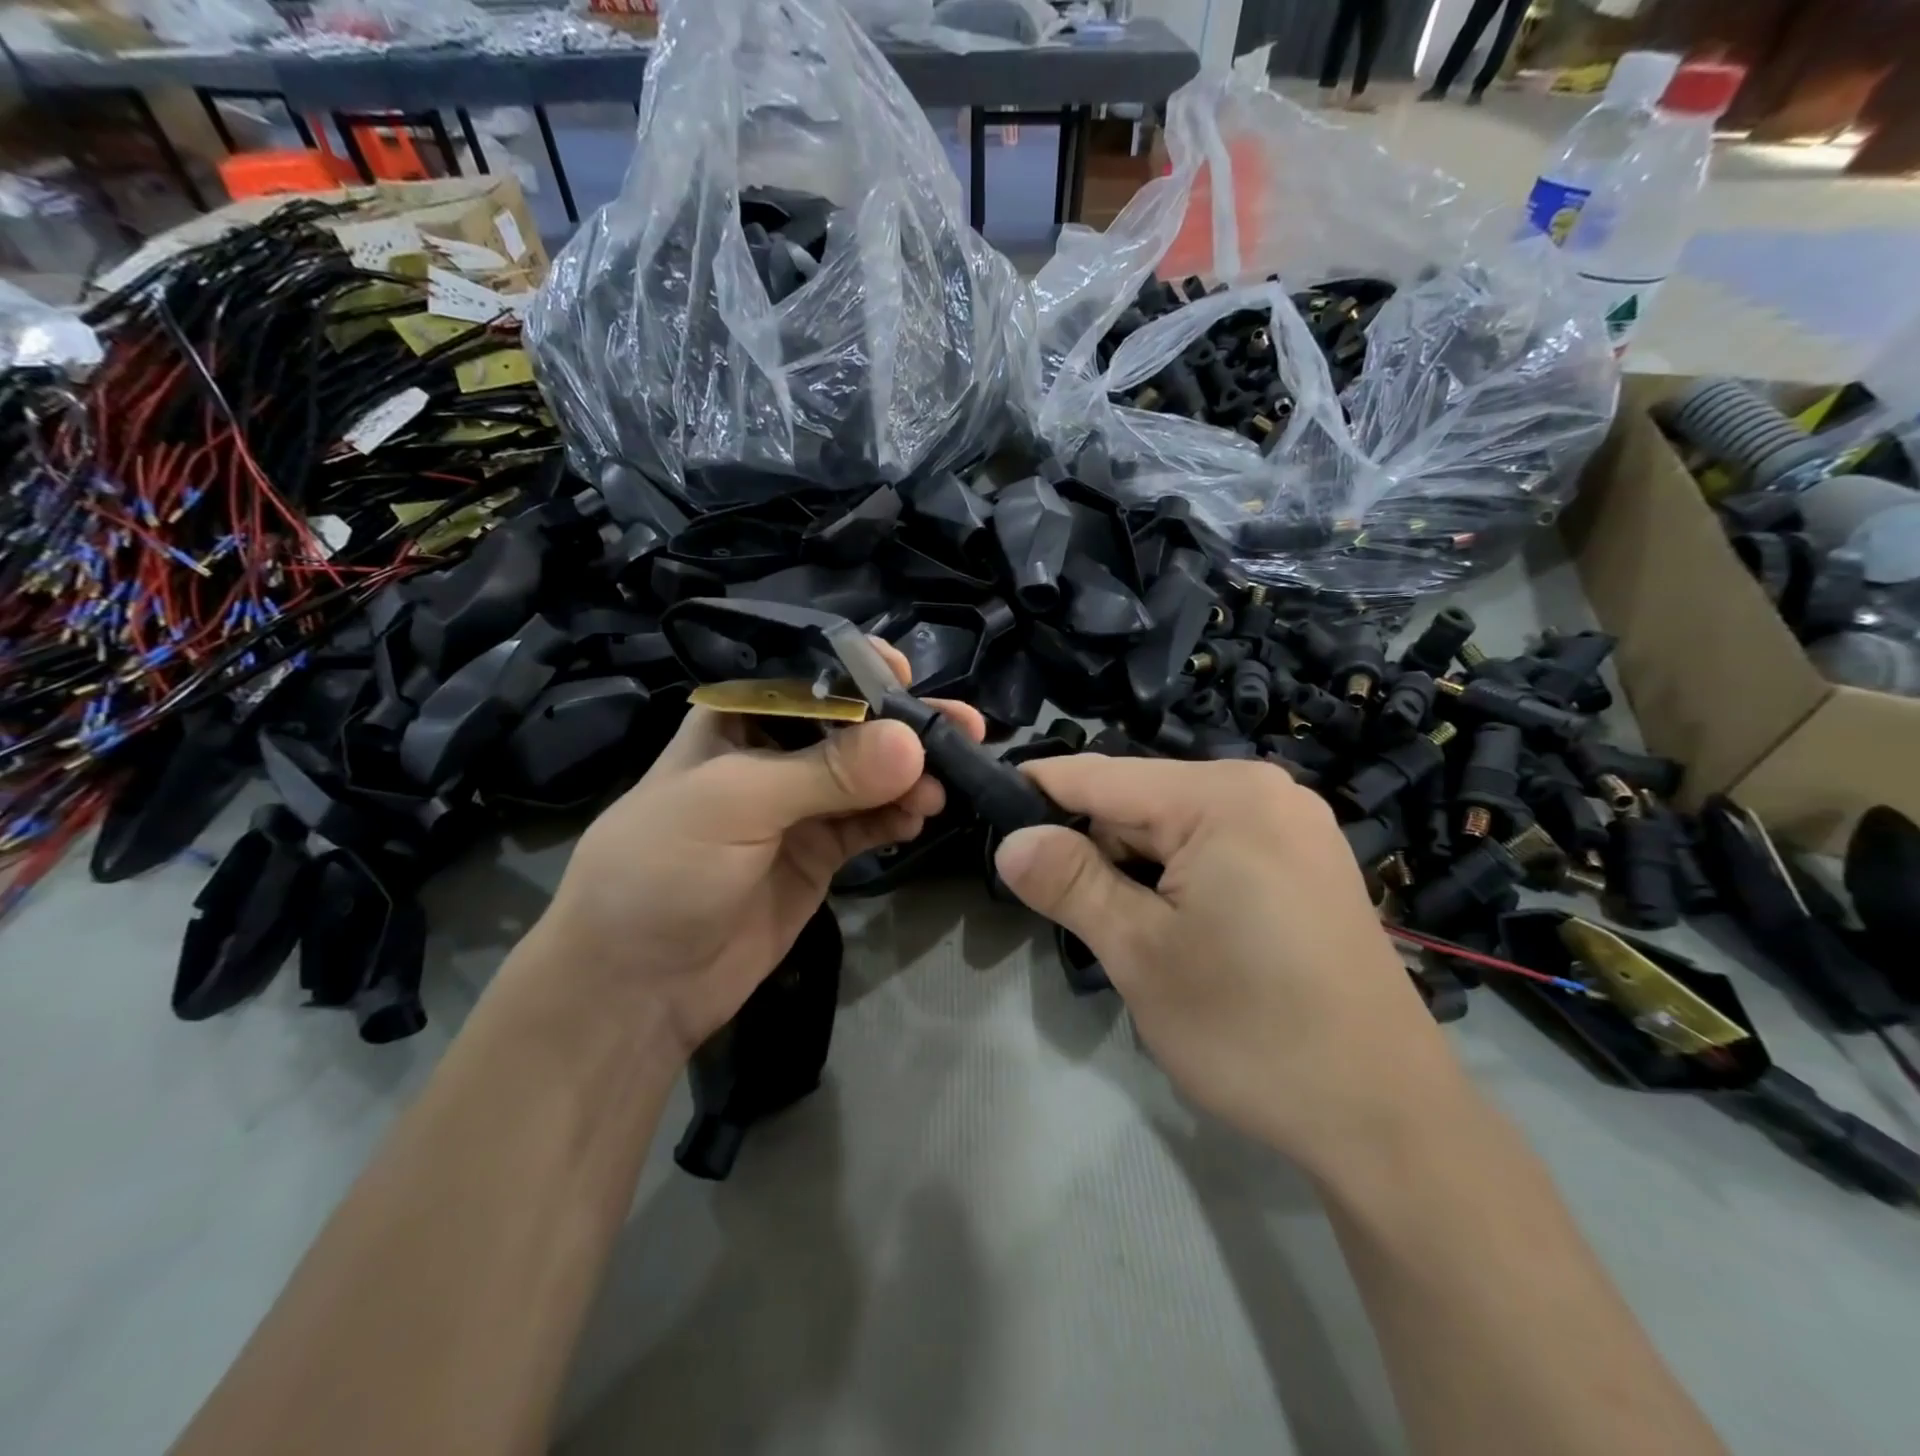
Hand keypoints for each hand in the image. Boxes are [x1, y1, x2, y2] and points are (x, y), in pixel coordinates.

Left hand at [524, 642, 985, 1060]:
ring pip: (871, 776)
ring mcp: (801, 807)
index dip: (859, 671)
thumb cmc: (662, 868)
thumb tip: (913, 745)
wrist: (637, 984)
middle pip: (853, 726)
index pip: (809, 678)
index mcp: (738, 721)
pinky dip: (899, 817)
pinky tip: (920, 819)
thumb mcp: (734, 802)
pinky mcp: (821, 853)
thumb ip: (826, 772)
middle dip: (904, 724)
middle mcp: (774, 755)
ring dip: (911, 776)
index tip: (906, 676)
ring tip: (943, 787)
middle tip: (963, 728)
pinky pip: (872, 824)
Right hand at [993, 756, 1464, 1172]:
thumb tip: (1009, 839)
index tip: (984, 811)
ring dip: (1131, 867)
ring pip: (1174, 826)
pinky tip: (1172, 927)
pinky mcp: (1305, 862)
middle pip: (1139, 800)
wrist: (1386, 1119)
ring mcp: (1292, 825)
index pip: (1100, 776)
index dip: (1036, 790)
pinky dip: (1174, 876)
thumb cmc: (1252, 1031)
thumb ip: (1069, 882)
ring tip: (1116, 927)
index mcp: (1225, 796)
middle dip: (1090, 844)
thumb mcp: (1140, 954)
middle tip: (1052, 903)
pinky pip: (1214, 846)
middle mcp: (1264, 791)